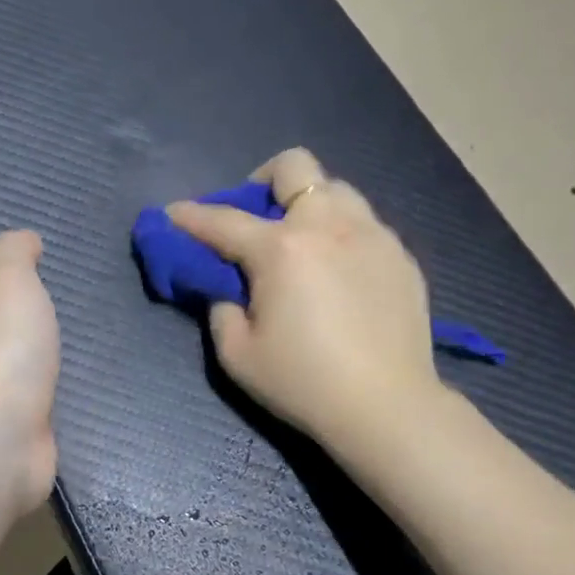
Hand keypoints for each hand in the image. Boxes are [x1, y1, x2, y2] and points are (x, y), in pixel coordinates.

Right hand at [168, 148, 437, 449]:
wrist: (387, 408)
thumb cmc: (304, 383)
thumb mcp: (237, 354)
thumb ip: (220, 308)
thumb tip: (227, 287)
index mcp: (282, 249)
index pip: (223, 220)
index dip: (190, 216)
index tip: (173, 214)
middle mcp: (329, 226)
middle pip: (294, 167)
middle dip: (264, 182)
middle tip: (257, 219)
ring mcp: (373, 235)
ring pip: (336, 189)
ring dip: (308, 204)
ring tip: (303, 244)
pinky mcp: (401, 256)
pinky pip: (364, 224)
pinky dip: (341, 234)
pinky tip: (340, 274)